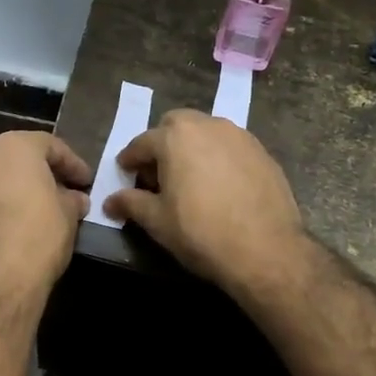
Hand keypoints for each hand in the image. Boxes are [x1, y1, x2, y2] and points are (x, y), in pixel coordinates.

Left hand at [0, 131, 92, 297]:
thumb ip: (70, 199)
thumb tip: (73, 198)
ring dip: (0, 192)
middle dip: (32, 174)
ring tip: (17, 215)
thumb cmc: (36, 239)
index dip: (71, 163)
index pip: (48, 145)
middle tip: (53, 194)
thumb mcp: (68, 216)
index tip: (85, 181)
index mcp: (12, 148)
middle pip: (10, 159)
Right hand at [104, 110, 305, 293]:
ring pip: (206, 131)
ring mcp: (239, 136)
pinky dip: (219, 156)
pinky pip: (231, 146)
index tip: (125, 172)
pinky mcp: (262, 151)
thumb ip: (131, 204)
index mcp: (175, 137)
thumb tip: (110, 201)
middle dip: (163, 143)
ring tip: (190, 177)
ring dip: (192, 147)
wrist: (266, 250)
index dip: (130, 159)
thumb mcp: (157, 221)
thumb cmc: (201, 233)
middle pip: (176, 125)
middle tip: (159, 173)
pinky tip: (220, 184)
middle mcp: (207, 125)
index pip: (142, 142)